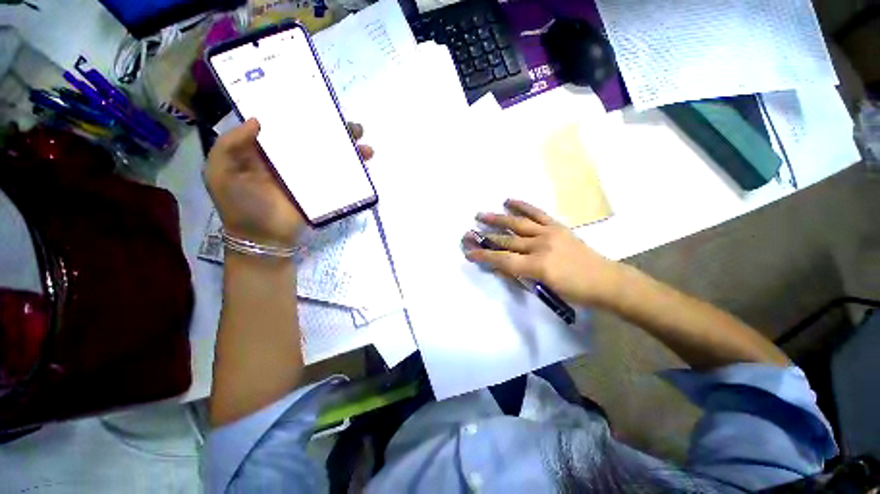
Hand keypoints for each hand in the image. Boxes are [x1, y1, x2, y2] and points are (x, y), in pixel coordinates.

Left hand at [204, 118, 373, 246]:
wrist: (264, 238)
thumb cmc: (240, 205)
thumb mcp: (221, 172)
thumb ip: (231, 145)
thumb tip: (259, 120)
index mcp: (266, 149)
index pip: (285, 124)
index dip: (298, 110)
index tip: (314, 99)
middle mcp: (290, 157)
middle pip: (314, 137)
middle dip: (333, 128)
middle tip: (349, 124)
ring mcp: (308, 173)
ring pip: (330, 154)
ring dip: (348, 147)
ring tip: (362, 142)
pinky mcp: (322, 188)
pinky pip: (338, 174)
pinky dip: (353, 168)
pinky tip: (364, 161)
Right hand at [464, 199, 622, 307]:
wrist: (605, 280)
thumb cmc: (575, 291)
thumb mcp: (544, 288)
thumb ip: (519, 275)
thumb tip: (498, 267)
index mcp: (537, 266)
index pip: (503, 260)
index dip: (484, 256)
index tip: (468, 252)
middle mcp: (540, 246)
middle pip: (506, 241)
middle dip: (484, 238)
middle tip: (467, 233)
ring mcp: (548, 233)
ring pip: (517, 224)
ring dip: (496, 219)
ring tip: (480, 215)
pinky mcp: (557, 226)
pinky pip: (536, 213)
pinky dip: (522, 206)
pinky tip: (508, 200)